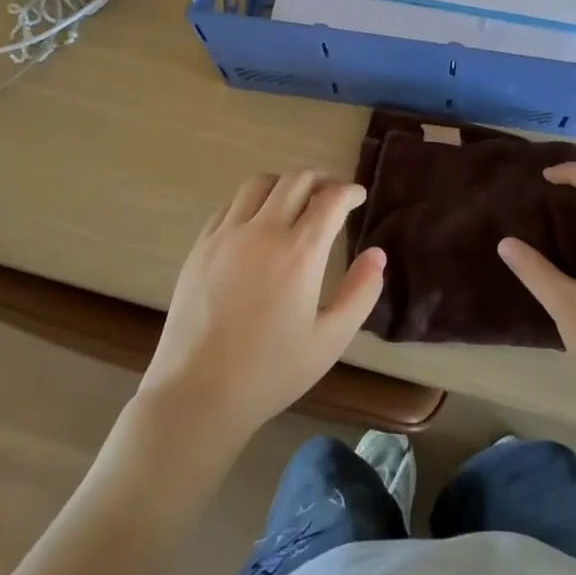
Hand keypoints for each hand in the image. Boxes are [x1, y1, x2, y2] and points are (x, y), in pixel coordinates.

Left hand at [140, 171, 385, 441]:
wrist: (198, 394)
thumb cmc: (271, 372)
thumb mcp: (331, 340)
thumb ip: (361, 293)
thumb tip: (377, 254)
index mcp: (300, 253)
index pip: (331, 199)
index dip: (349, 191)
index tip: (358, 196)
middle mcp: (264, 232)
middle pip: (296, 180)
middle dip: (321, 180)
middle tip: (332, 195)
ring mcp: (227, 236)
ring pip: (259, 184)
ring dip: (284, 185)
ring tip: (295, 203)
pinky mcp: (201, 246)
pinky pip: (230, 206)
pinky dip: (252, 203)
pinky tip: (257, 224)